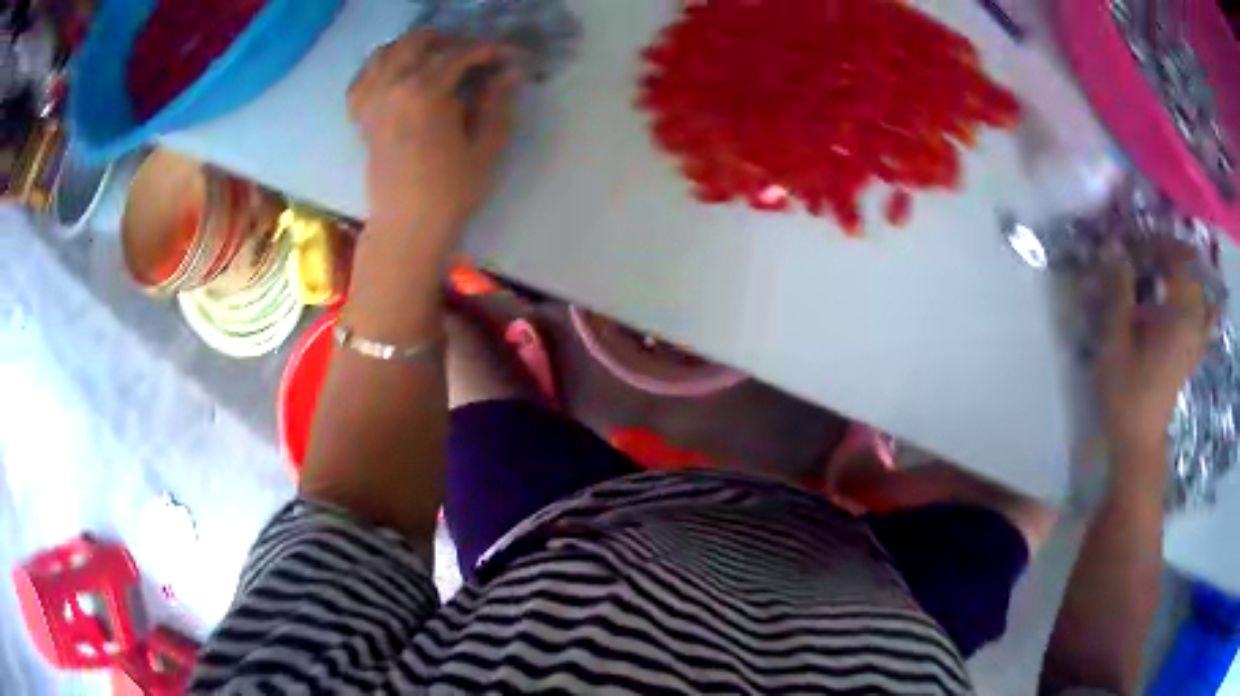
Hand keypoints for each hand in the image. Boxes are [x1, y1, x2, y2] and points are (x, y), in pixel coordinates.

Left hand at [348, 29, 521, 245]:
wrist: (407, 227)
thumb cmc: (451, 191)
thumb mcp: (486, 147)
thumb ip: (497, 103)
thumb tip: (510, 72)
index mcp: (425, 93)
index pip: (459, 53)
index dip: (487, 50)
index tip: (507, 56)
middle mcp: (392, 88)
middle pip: (418, 42)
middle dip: (449, 41)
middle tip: (471, 55)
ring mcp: (372, 102)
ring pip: (386, 53)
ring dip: (412, 47)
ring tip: (435, 58)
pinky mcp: (362, 118)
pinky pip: (362, 80)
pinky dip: (379, 69)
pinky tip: (396, 75)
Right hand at [1096, 240, 1215, 462]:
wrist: (1139, 441)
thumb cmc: (1126, 392)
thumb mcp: (1115, 340)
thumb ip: (1119, 293)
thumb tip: (1116, 249)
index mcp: (1178, 314)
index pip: (1175, 258)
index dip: (1154, 244)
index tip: (1131, 248)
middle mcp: (1193, 321)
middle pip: (1190, 268)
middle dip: (1168, 254)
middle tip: (1145, 257)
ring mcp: (1196, 338)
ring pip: (1200, 291)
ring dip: (1185, 273)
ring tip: (1167, 268)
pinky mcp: (1193, 353)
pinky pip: (1207, 320)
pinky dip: (1204, 304)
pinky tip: (1201, 300)